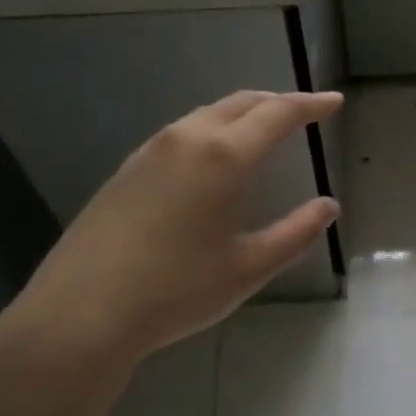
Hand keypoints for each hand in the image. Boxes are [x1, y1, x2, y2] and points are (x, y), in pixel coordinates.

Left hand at [0, 90, 343, 415]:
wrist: (81, 313)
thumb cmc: (176, 291)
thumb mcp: (248, 268)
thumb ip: (295, 233)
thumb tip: (328, 207)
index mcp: (222, 156)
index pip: (277, 114)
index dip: (310, 105)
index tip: (333, 102)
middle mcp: (186, 139)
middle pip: (240, 103)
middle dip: (276, 102)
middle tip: (303, 113)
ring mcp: (150, 152)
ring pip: (206, 115)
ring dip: (241, 114)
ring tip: (262, 131)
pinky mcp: (126, 170)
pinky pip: (180, 133)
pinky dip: (211, 131)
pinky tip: (212, 159)